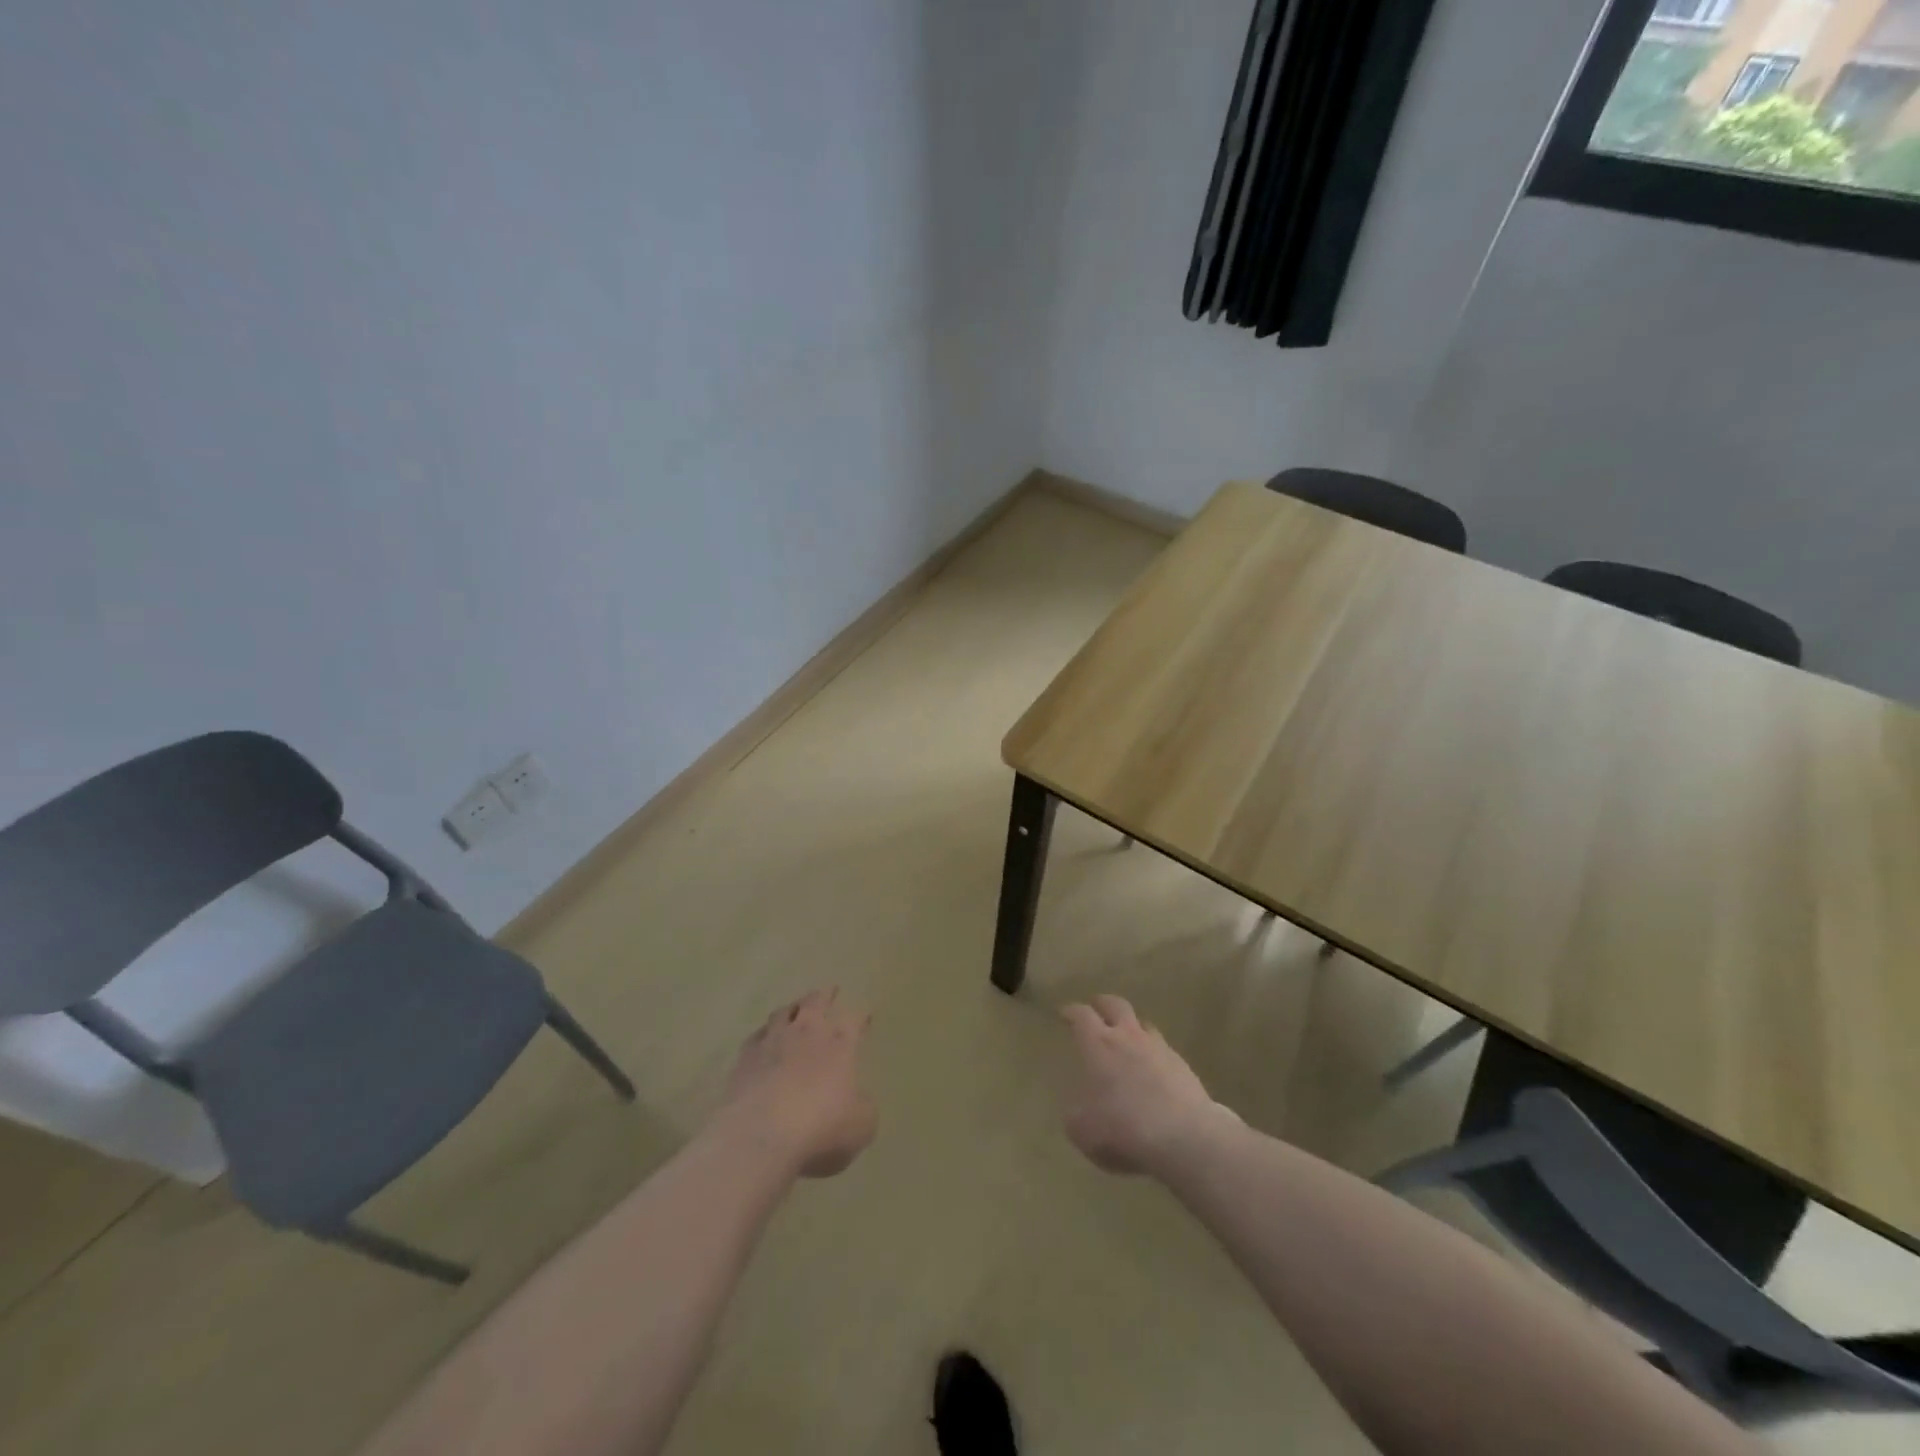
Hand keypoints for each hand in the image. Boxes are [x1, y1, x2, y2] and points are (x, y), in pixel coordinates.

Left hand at [717, 988, 876, 1178]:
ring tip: (795, 1008)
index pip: (854, 1020)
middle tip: (830, 990)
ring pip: (783, 1012)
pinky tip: (763, 1039)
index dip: (861, 1016)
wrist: (761, 1136)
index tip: (866, 1015)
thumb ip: (862, 1106)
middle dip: (825, 995)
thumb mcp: (861, 1125)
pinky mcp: (745, 1057)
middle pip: (816, 1002)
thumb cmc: (820, 1128)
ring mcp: (773, 1042)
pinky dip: (764, 1034)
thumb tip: (856, 1099)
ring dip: (792, 1008)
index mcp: (840, 1044)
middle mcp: (807, 1033)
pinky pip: (757, 1036)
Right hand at [1061, 995, 1233, 1175]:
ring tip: (1127, 1038)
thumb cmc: (1123, 1128)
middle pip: (1115, 1005)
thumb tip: (1078, 1107)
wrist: (1184, 1138)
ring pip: (1143, 1024)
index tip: (1064, 1013)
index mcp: (1098, 1044)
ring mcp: (1159, 1049)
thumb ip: (1076, 1112)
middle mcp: (1128, 1037)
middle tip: (1095, 1008)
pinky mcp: (1183, 1066)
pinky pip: (1163, 1050)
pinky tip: (1153, 1071)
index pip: (1081, 1015)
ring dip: (1132, 1027)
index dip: (1071, 1012)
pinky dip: (1153, 1054)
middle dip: (1102, 1004)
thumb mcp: (1082, 1129)